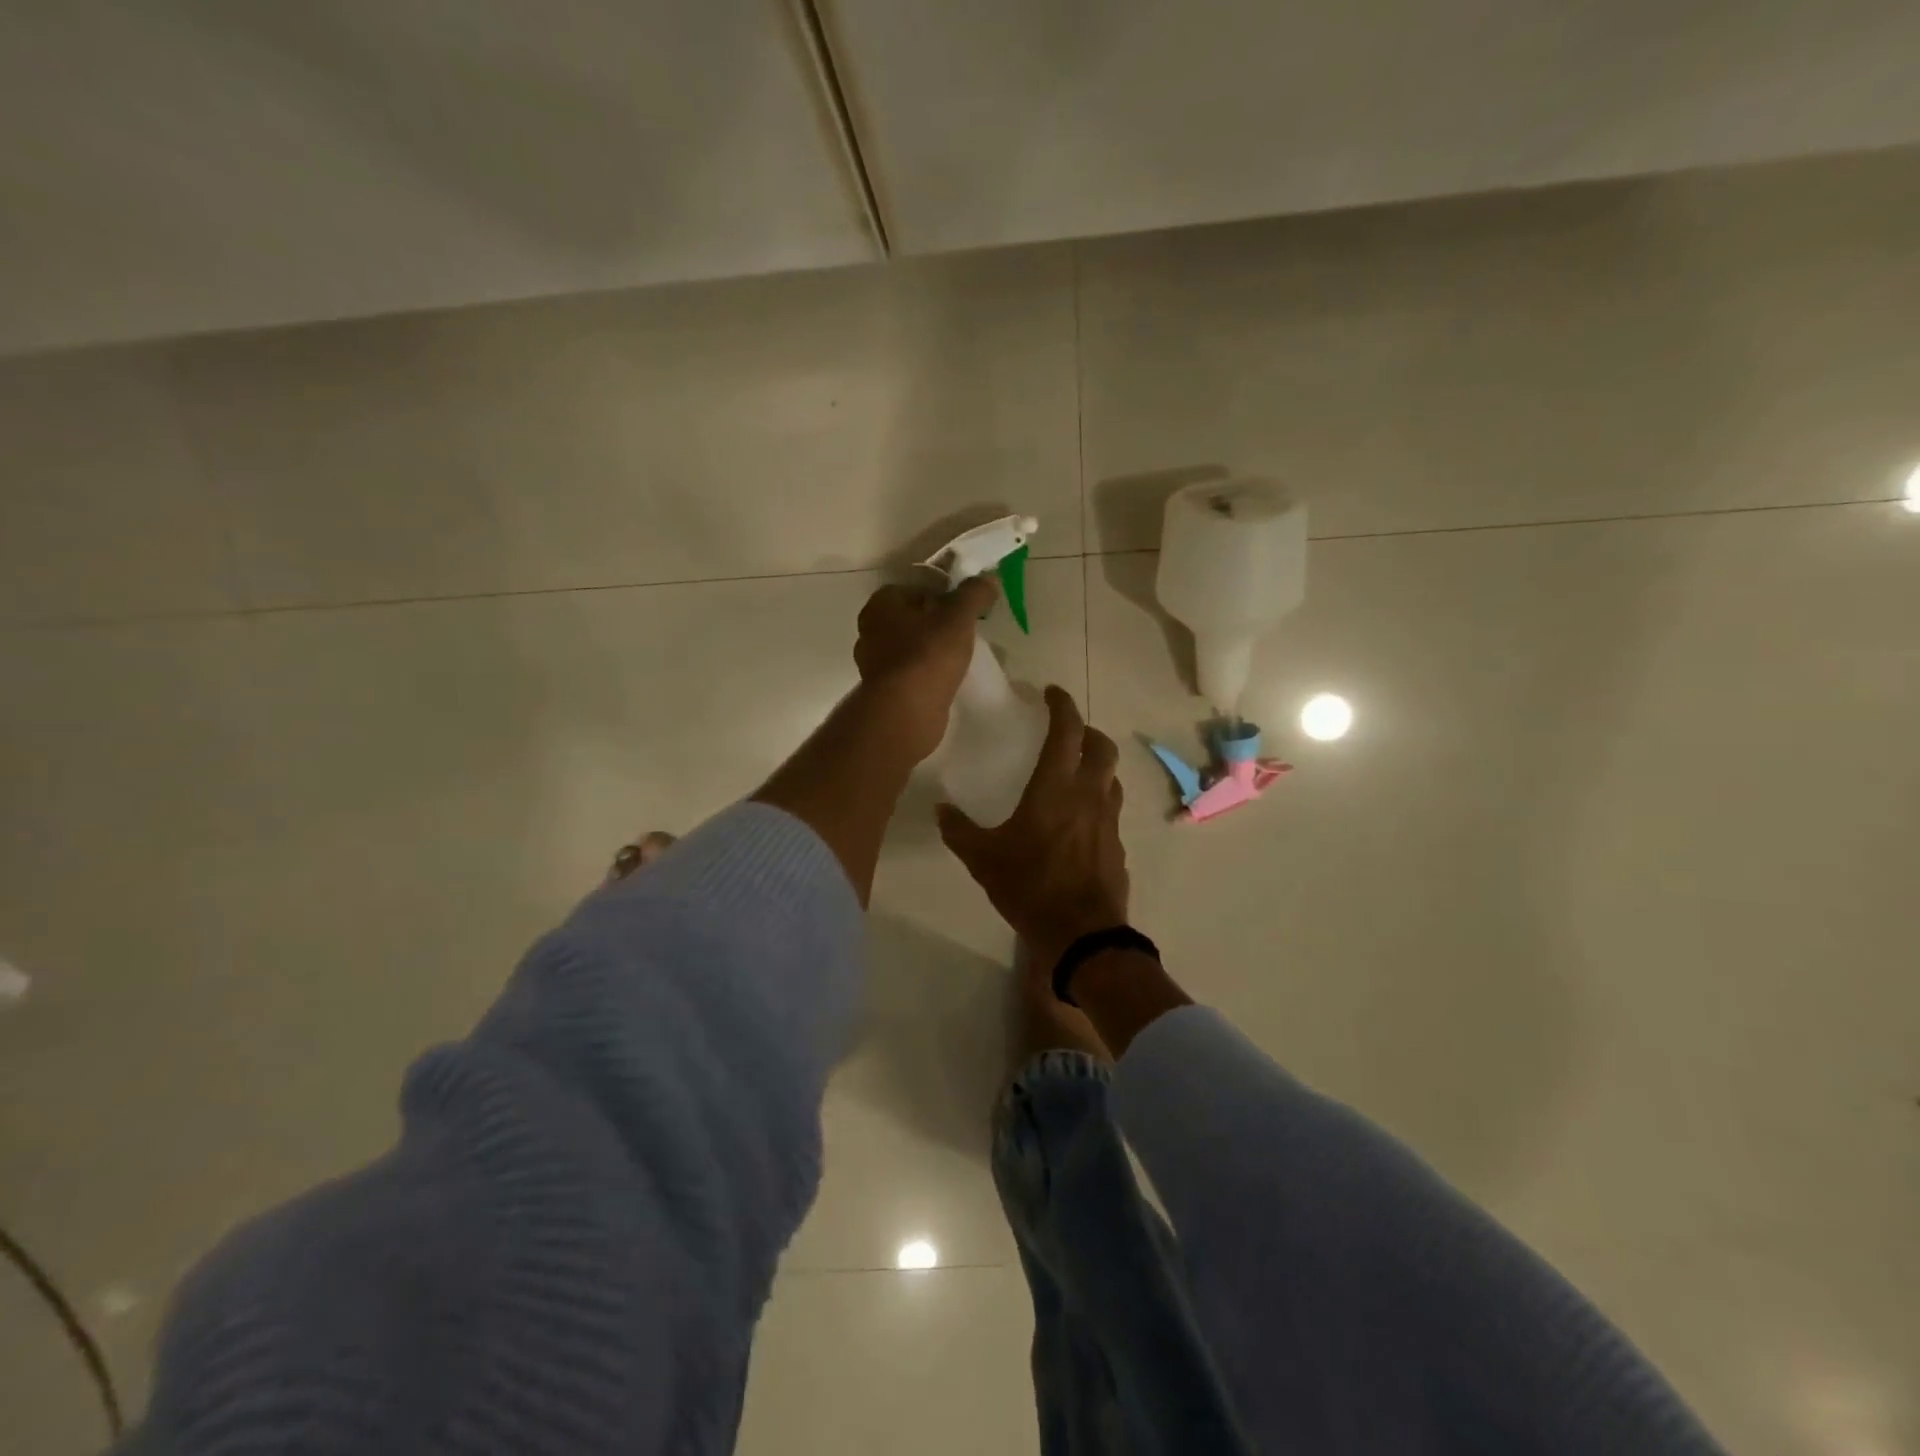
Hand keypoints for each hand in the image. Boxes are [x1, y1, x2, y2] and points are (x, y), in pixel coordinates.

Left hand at [854, 576, 997, 762]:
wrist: (905, 713)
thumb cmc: (927, 655)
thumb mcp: (958, 617)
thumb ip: (974, 594)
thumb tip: (989, 577)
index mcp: (881, 604)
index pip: (914, 587)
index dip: (942, 592)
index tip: (965, 605)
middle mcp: (871, 630)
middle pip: (912, 617)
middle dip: (937, 621)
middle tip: (966, 629)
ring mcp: (875, 663)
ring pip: (911, 646)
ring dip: (932, 648)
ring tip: (961, 654)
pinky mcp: (886, 690)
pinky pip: (911, 672)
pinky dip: (928, 672)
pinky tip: (948, 678)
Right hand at [936, 686, 1129, 967]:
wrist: (1081, 934)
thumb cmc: (1030, 887)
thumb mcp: (983, 859)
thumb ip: (960, 831)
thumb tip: (940, 810)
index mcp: (1055, 788)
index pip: (1066, 731)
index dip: (1061, 705)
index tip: (1051, 693)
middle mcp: (1088, 795)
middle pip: (1101, 747)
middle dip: (1087, 731)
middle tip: (1068, 733)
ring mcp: (1108, 820)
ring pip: (1111, 778)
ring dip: (1097, 766)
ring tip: (1076, 773)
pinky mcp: (1118, 846)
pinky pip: (1111, 810)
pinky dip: (1099, 801)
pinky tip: (1080, 821)